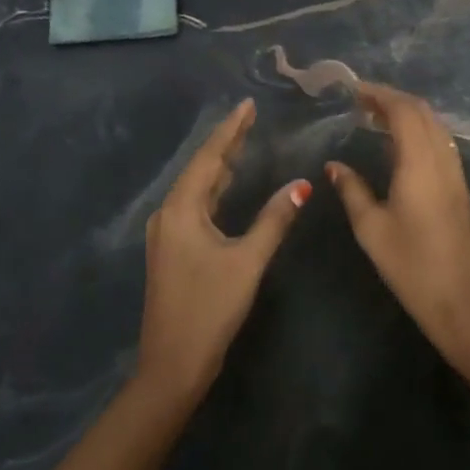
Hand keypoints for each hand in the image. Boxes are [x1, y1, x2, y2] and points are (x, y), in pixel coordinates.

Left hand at [140, 99, 308, 401]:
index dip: (229, 130)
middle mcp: (168, 215)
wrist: (172, 364)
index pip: (208, 158)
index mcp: (181, 210)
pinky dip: (215, 190)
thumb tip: (301, 184)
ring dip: (219, 166)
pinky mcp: (173, 250)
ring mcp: (167, 234)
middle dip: (226, 144)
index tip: (247, 105)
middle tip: (251, 118)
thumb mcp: (247, 261)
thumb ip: (274, 219)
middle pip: (200, 169)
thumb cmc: (210, 308)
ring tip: (244, 143)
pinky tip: (228, 186)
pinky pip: (195, 206)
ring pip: (197, 189)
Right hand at [325, 83, 469, 364]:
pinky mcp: (461, 189)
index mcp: (419, 164)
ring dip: (409, 115)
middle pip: (423, 113)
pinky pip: (441, 144)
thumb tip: (334, 165)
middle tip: (362, 102)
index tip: (354, 91)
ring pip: (436, 127)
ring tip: (377, 119)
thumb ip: (352, 190)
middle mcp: (443, 160)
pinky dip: (420, 132)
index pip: (404, 111)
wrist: (463, 303)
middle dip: (394, 99)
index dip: (380, 94)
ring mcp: (456, 175)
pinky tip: (401, 147)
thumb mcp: (371, 228)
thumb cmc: (411, 266)